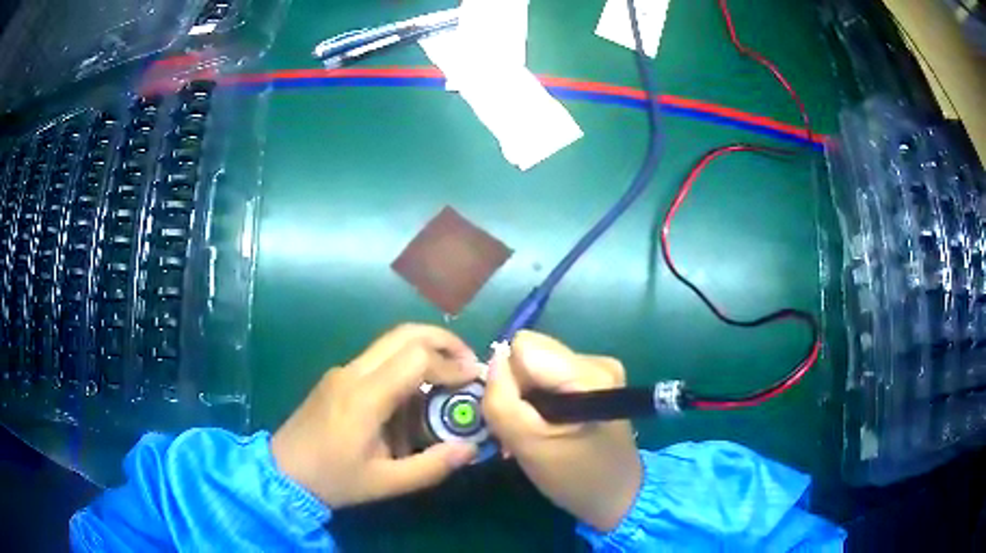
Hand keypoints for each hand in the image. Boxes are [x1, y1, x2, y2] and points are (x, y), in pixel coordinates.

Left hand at [271, 324, 480, 507]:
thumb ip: (432, 466)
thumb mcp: (386, 483)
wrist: (282, 472)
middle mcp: (353, 373)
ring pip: (390, 343)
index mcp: (365, 397)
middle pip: (404, 334)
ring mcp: (342, 372)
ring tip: (447, 379)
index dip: (451, 364)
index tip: (474, 379)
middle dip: (443, 340)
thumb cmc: (333, 479)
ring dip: (424, 351)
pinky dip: (405, 365)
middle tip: (468, 362)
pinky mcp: (337, 378)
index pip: (416, 358)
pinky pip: (377, 360)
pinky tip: (413, 398)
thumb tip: (470, 449)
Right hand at [483, 331, 641, 531]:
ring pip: (538, 365)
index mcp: (588, 374)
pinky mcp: (597, 380)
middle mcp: (597, 361)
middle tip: (522, 428)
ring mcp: (600, 369)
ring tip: (535, 431)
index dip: (508, 379)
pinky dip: (541, 400)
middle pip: (532, 353)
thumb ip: (502, 400)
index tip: (515, 415)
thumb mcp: (528, 445)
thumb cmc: (574, 476)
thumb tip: (493, 358)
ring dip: (527, 397)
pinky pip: (551, 376)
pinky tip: (549, 426)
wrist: (617, 495)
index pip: (523, 347)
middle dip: (517, 388)